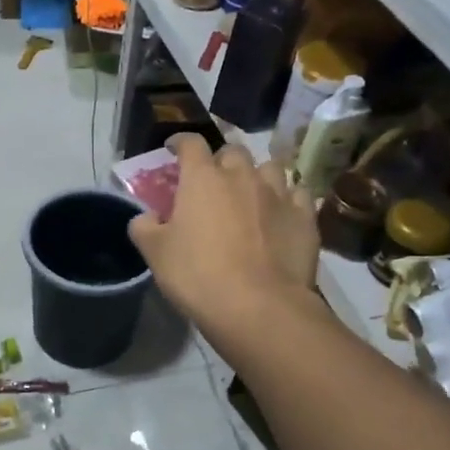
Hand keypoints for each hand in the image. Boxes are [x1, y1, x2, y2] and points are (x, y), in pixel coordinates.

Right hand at [128, 135, 319, 346]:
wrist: (259, 306)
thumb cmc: (198, 276)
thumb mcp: (156, 254)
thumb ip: (145, 228)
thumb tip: (146, 217)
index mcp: (202, 179)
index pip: (190, 144)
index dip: (180, 142)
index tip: (173, 149)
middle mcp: (242, 175)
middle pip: (232, 151)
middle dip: (221, 160)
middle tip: (213, 180)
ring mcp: (278, 193)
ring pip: (270, 167)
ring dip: (257, 174)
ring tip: (251, 192)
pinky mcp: (305, 216)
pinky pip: (298, 193)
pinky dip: (288, 197)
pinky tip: (282, 211)